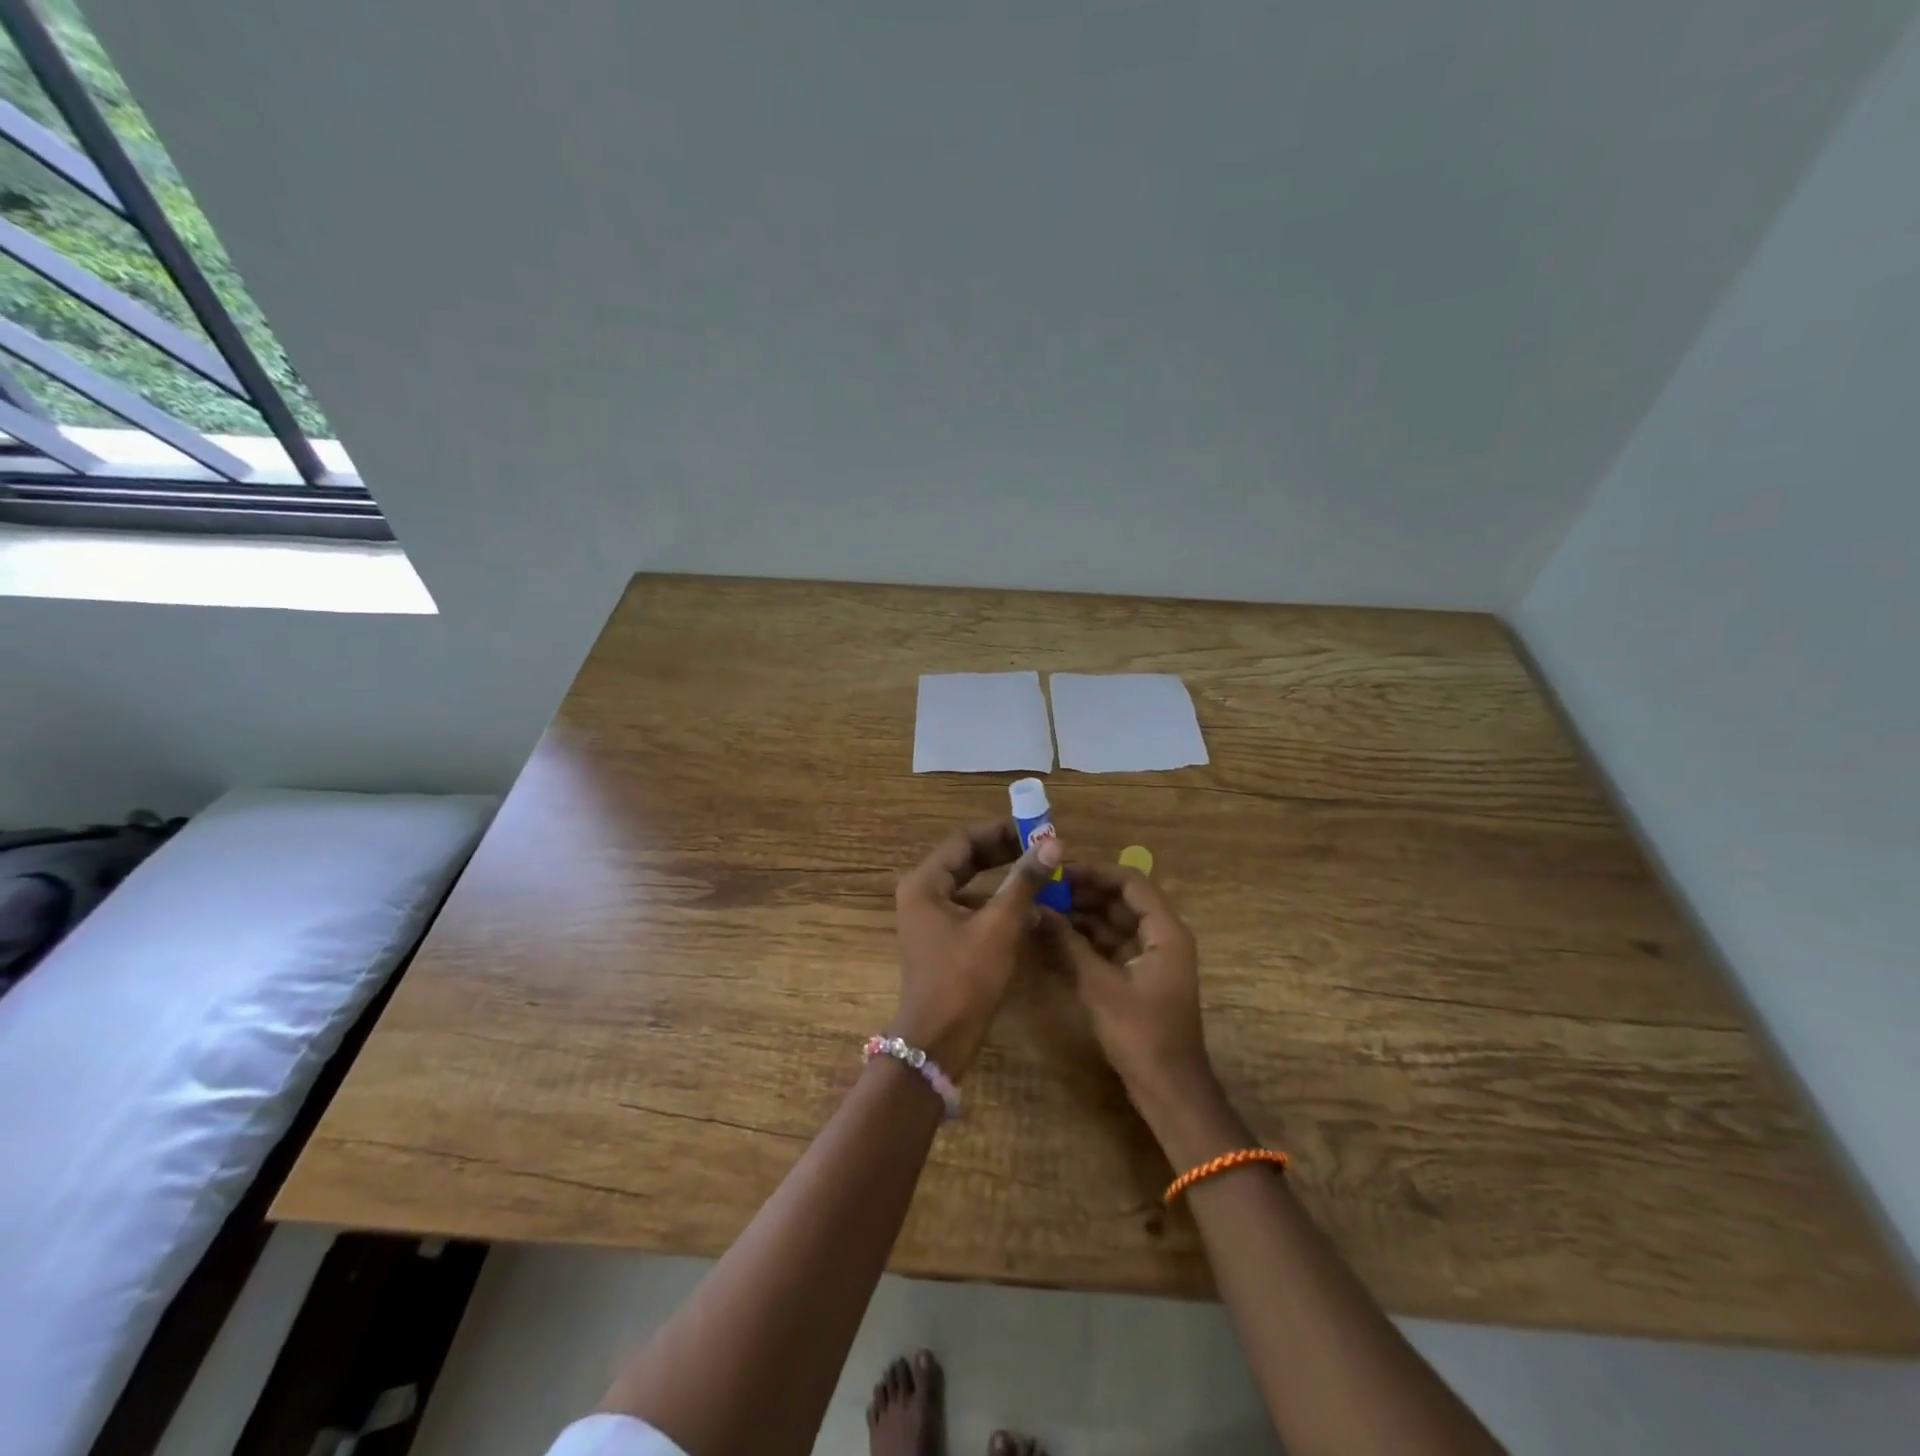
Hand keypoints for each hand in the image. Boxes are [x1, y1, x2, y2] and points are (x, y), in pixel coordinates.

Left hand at [892, 819, 1062, 1076]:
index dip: (1001, 831)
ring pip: (971, 885)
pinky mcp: (941, 940)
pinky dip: (997, 905)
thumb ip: (1024, 882)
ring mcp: (930, 919)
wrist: (938, 1042)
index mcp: (925, 883)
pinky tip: (1029, 911)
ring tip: (1041, 876)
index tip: (1036, 829)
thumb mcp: (1000, 926)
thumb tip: (1052, 843)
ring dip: (1003, 879)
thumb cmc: (965, 978)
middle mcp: (922, 894)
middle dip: (1004, 852)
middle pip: (966, 860)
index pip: (965, 839)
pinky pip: (971, 909)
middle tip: (1042, 849)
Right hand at [1039, 863, 1215, 1112]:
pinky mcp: (1139, 977)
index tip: (1059, 870)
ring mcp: (1151, 958)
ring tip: (1043, 909)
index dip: (1095, 872)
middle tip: (1043, 889)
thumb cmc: (1141, 1034)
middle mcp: (1162, 937)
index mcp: (1165, 931)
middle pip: (1121, 900)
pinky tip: (1054, 937)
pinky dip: (1086, 939)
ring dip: (1082, 915)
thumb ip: (1068, 943)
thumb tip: (1036, 909)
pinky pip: (1111, 945)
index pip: (1130, 882)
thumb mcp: (1100, 985)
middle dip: (1083, 893)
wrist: (1169, 1091)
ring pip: (1114, 922)